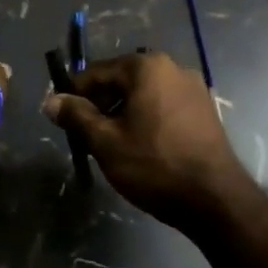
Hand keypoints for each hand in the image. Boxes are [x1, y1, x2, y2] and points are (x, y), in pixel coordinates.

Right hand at [44, 52, 255, 227]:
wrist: (216, 200)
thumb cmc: (155, 165)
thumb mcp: (106, 142)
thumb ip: (76, 117)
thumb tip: (51, 101)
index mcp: (146, 67)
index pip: (96, 72)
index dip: (74, 95)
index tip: (62, 119)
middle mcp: (172, 67)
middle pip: (121, 80)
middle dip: (100, 104)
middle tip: (86, 136)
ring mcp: (193, 87)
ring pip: (143, 94)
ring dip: (123, 113)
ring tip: (112, 145)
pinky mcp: (205, 109)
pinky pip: (164, 105)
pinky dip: (147, 118)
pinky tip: (142, 146)